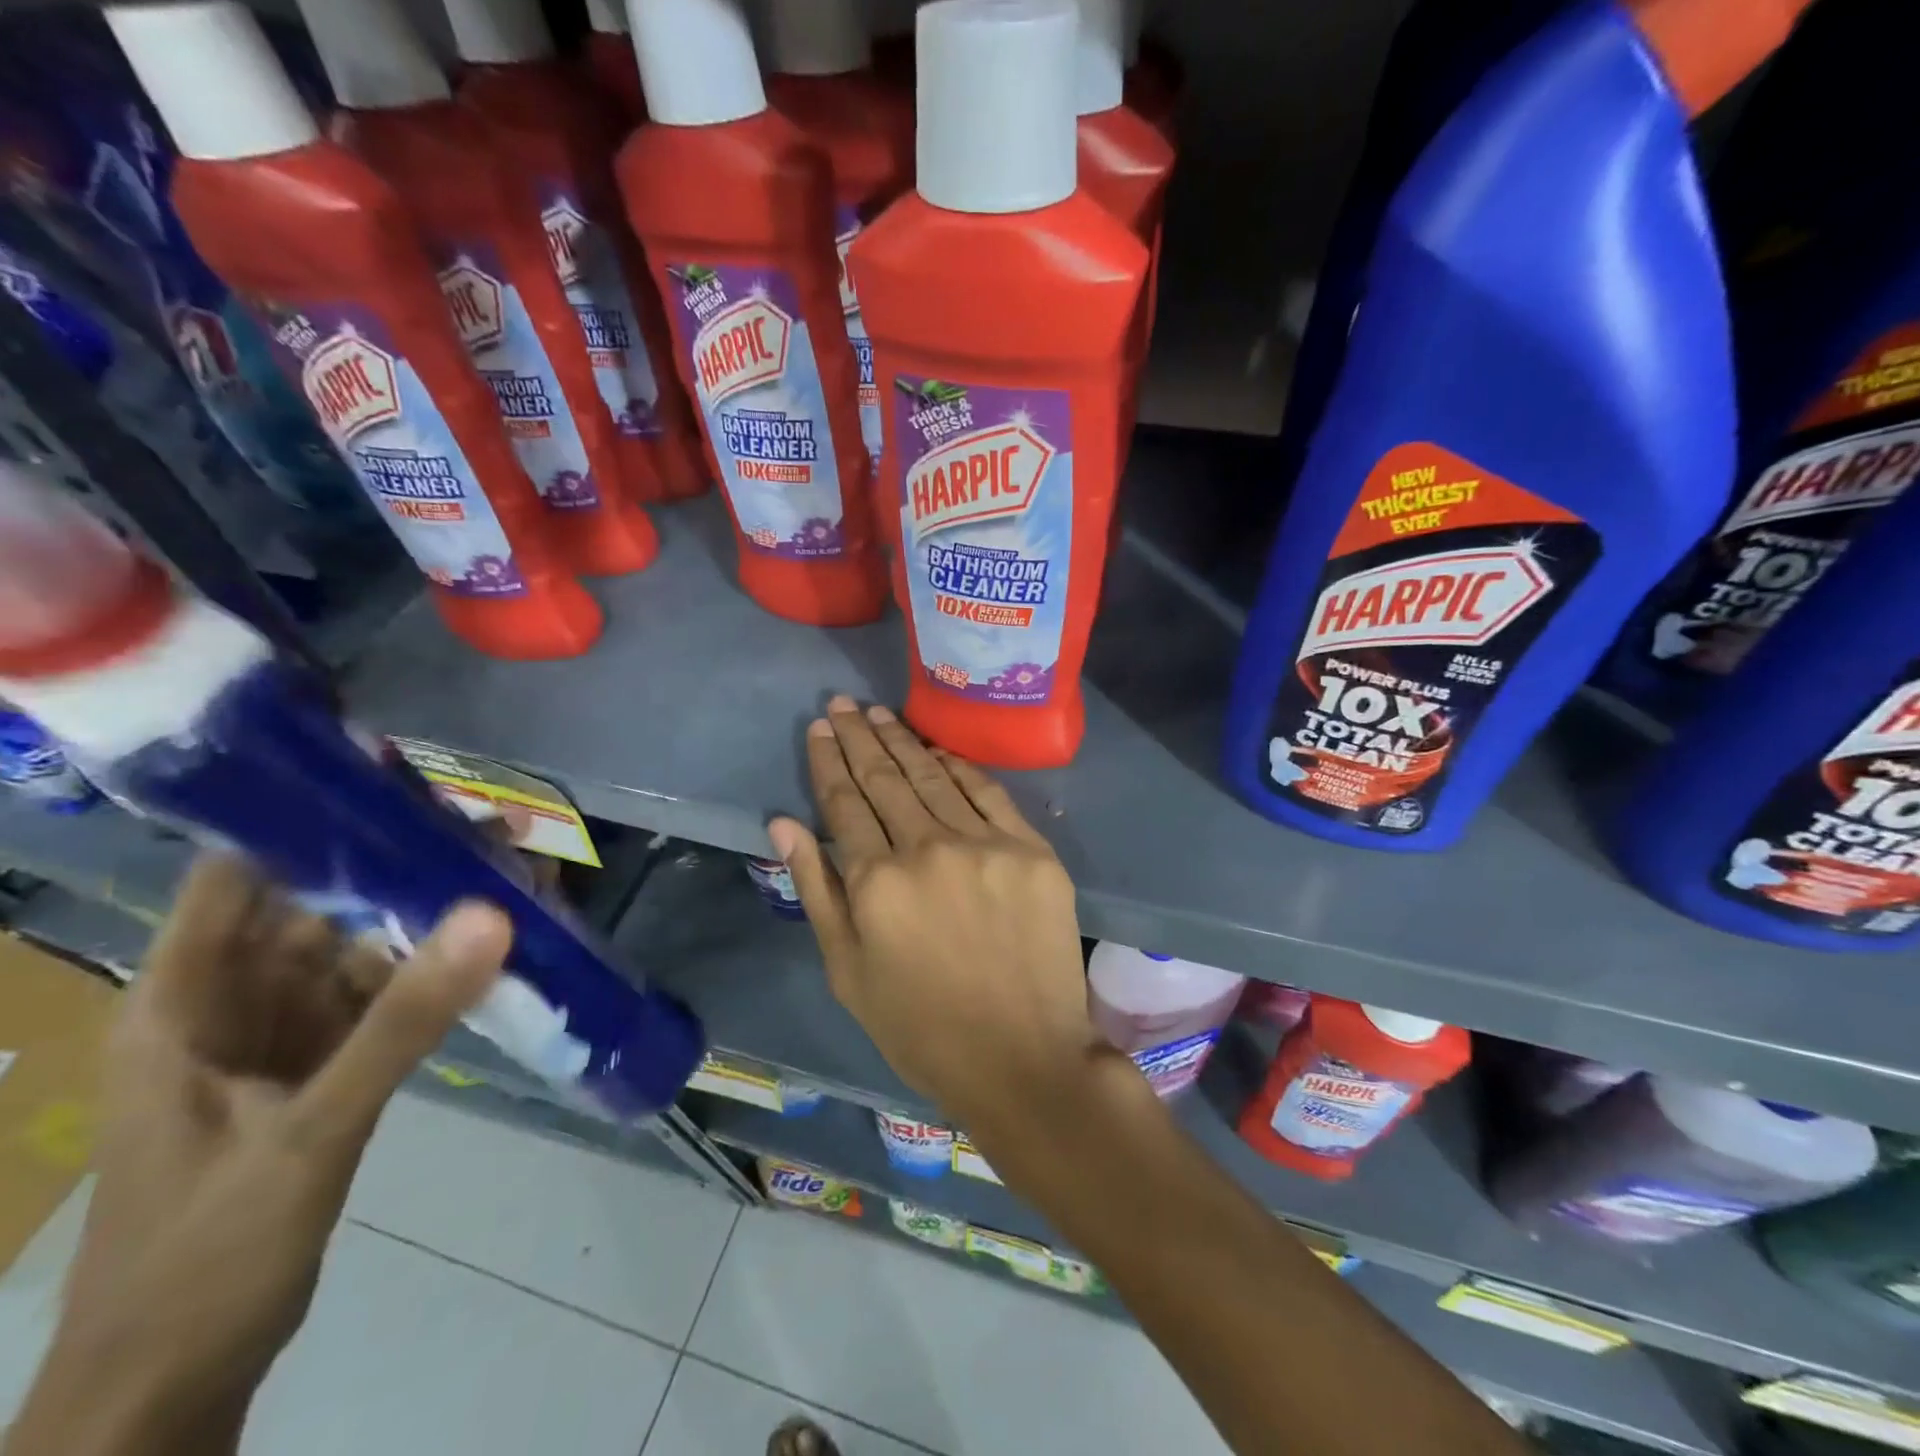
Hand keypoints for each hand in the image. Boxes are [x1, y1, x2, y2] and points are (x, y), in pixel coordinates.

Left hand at [9, 856, 509, 1455]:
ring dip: (433, 919)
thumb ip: (404, 1021)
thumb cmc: (205, 1251)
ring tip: (514, 878)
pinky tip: (497, 950)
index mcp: (183, 999)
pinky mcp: (327, 1063)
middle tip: (494, 831)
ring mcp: (285, 1033)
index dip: (308, 819)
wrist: (179, 1377)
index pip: (238, 875)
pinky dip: (438, 974)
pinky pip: (388, 999)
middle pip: (323, 906)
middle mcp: (233, 999)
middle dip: (405, 867)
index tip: (398, 779)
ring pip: (365, 950)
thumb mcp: (310, 1129)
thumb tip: (493, 916)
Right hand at [768, 697, 1107, 1135]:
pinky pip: (988, 793)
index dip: (829, 762)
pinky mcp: (1032, 850)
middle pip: (885, 778)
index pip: (843, 803)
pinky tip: (938, 747)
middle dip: (860, 737)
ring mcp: (985, 845)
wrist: (1022, 1056)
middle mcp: (927, 849)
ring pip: (933, 777)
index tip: (820, 727)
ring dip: (903, 740)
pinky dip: (960, 766)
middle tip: (842, 703)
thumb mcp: (848, 971)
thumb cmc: (921, 1026)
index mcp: (876, 883)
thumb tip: (782, 823)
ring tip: (879, 713)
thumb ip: (817, 889)